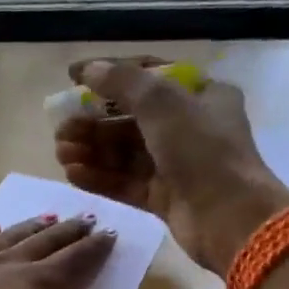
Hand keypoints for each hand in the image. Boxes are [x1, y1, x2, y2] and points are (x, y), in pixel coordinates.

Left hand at [0, 215, 132, 288]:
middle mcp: (9, 261)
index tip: (112, 232)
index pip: (75, 259)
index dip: (95, 247)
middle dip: (70, 231)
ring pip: (12, 235)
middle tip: (88, 217)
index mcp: (37, 282)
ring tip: (50, 217)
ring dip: (34, 226)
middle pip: (47, 241)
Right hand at [53, 56, 288, 274]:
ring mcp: (176, 165)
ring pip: (125, 153)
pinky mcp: (164, 197)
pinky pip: (126, 182)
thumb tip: (88, 69)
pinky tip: (72, 174)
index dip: (110, 74)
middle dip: (93, 123)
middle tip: (60, 129)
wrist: (228, 218)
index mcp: (201, 95)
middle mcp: (189, 128)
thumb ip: (122, 82)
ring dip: (91, 151)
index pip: (149, 76)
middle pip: (131, 119)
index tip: (73, 78)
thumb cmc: (202, 151)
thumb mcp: (163, 103)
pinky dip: (100, 177)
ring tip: (60, 153)